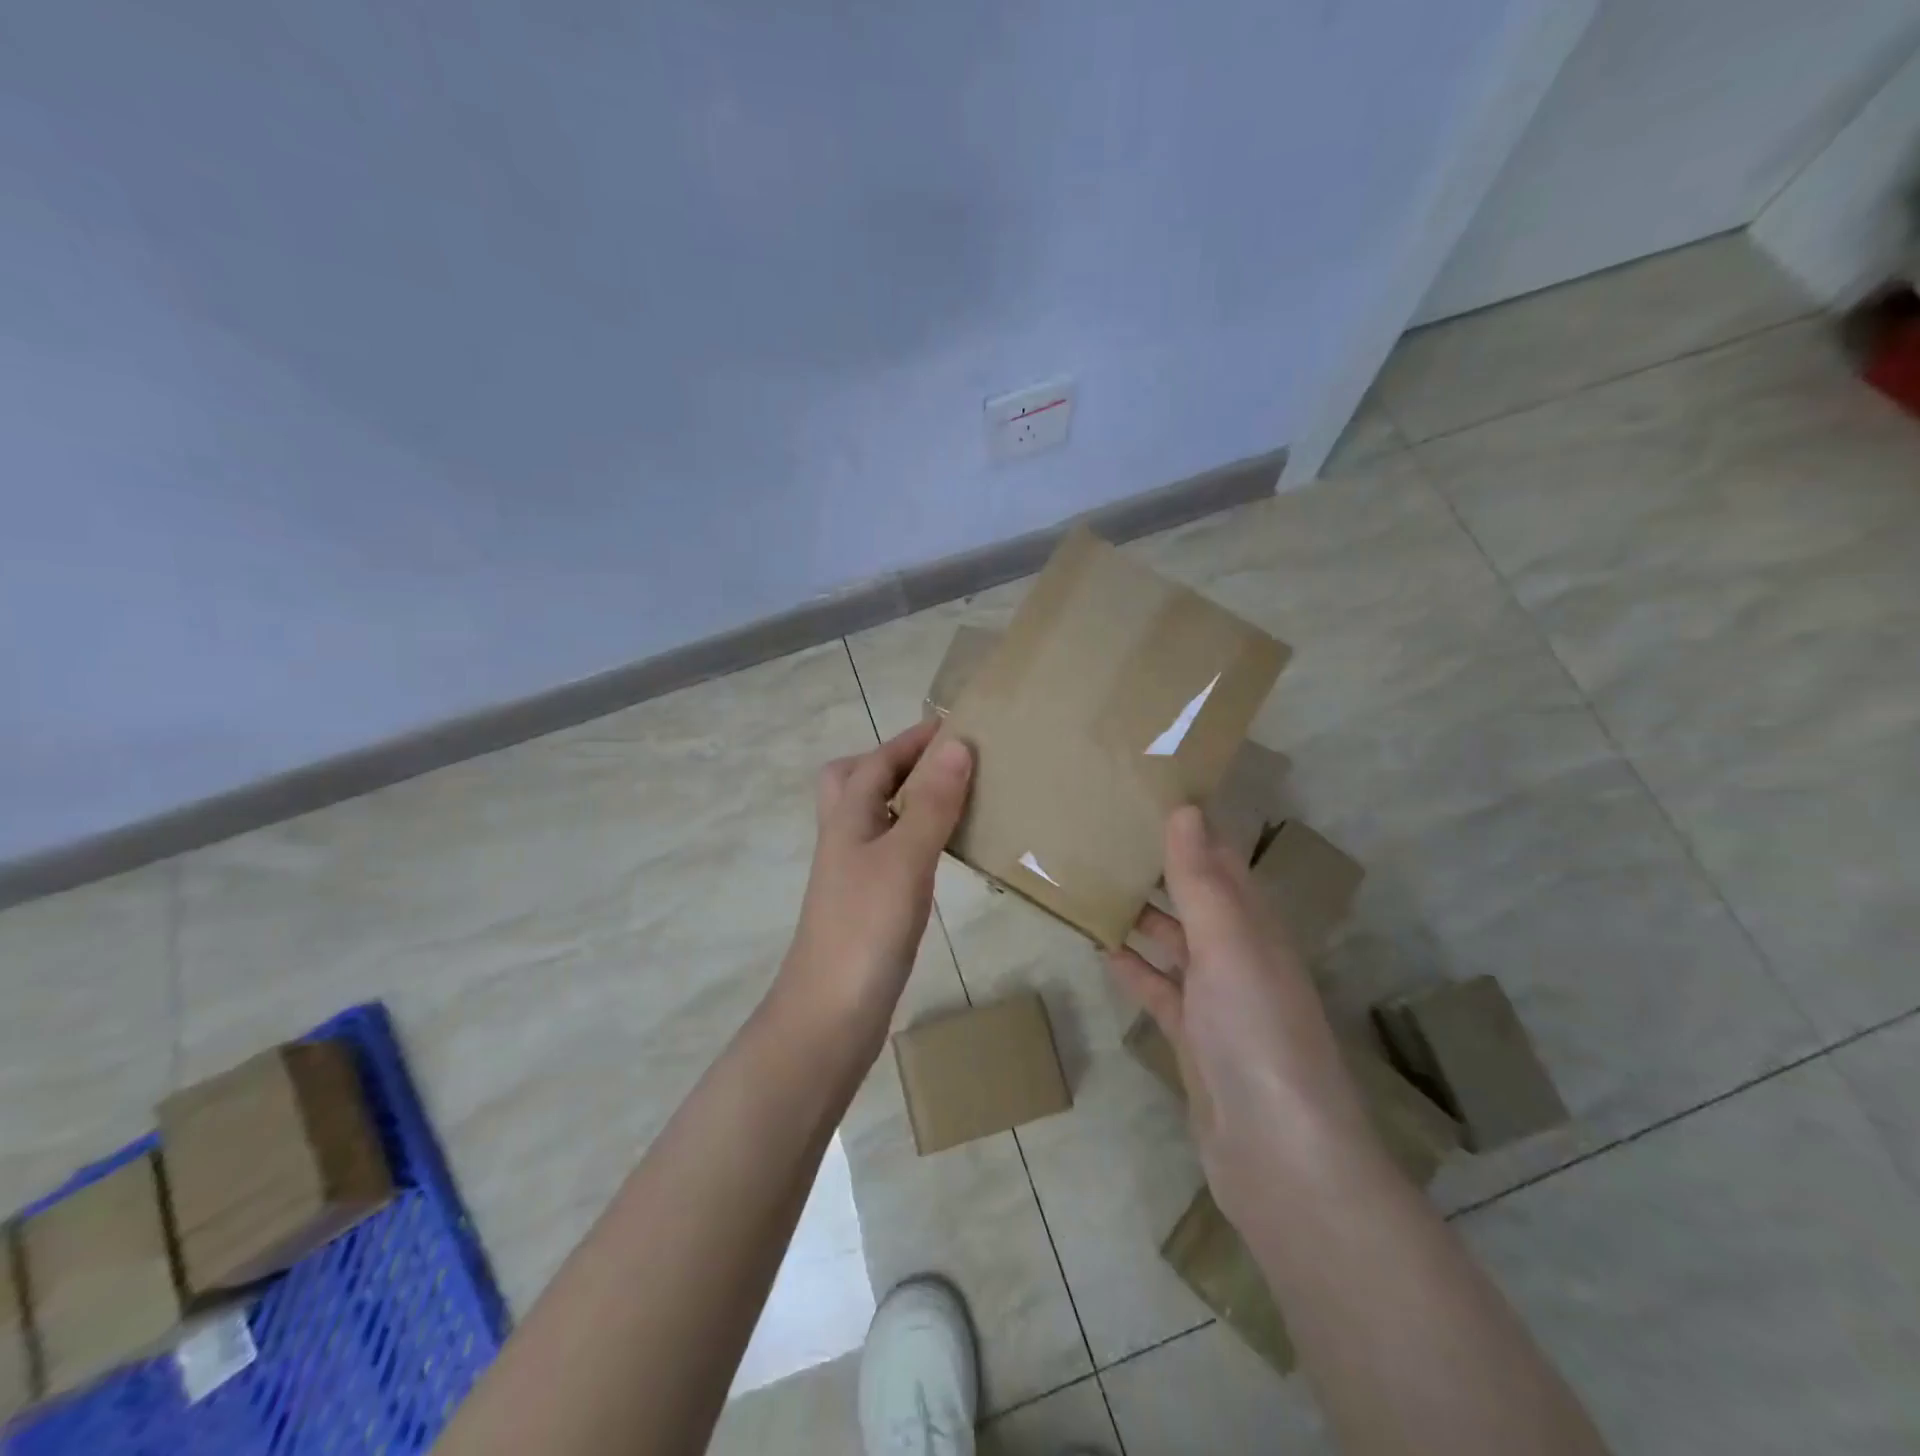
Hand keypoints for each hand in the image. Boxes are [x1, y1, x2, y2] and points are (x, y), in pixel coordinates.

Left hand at [777, 719, 972, 1037]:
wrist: (830, 1014)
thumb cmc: (865, 928)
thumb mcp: (905, 858)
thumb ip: (931, 802)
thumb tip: (957, 743)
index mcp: (847, 817)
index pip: (877, 760)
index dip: (912, 739)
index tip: (954, 723)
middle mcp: (844, 837)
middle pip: (855, 781)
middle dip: (892, 762)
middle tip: (938, 763)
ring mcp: (852, 872)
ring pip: (874, 817)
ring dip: (904, 798)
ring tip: (951, 797)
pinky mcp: (865, 902)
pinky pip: (889, 849)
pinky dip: (912, 836)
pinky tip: (938, 853)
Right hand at [1106, 806, 1373, 1223]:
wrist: (1278, 1158)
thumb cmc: (1257, 1033)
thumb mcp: (1229, 944)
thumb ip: (1202, 880)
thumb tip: (1185, 807)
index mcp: (1257, 928)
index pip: (1222, 863)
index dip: (1192, 828)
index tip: (1149, 791)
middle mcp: (1240, 957)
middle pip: (1196, 900)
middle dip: (1160, 868)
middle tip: (1105, 832)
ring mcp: (1217, 1002)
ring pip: (1174, 942)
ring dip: (1141, 915)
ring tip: (1092, 882)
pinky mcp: (1193, 1039)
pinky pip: (1158, 989)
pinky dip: (1133, 967)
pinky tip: (1101, 948)